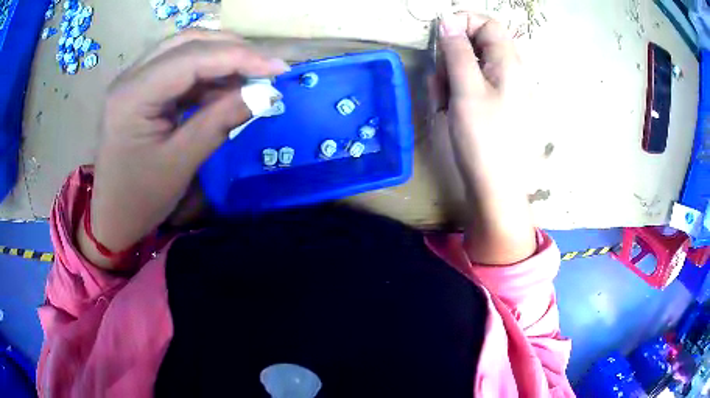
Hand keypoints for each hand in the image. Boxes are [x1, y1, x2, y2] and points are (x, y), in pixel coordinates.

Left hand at [78, 30, 289, 269]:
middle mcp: (131, 76)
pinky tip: (225, 89)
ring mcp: (134, 80)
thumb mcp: (181, 163)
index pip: (191, 58)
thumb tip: (266, 94)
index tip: (278, 67)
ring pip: (184, 50)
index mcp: (133, 95)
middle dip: (231, 49)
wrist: (112, 217)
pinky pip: (179, 69)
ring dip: (220, 59)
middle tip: (266, 67)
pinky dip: (206, 75)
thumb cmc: (140, 199)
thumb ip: (221, 121)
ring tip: (250, 78)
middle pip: (188, 42)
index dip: (238, 56)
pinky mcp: (141, 89)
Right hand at [438, 13, 535, 264]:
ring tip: (446, 104)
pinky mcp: (498, 106)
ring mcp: (506, 91)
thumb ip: (457, 50)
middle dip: (453, 57)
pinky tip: (453, 112)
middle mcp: (512, 73)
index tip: (440, 36)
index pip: (488, 24)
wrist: (496, 188)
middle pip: (478, 45)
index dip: (463, 22)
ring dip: (453, 78)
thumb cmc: (483, 138)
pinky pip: (475, 86)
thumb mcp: (466, 90)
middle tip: (442, 81)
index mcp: (510, 64)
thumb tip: (447, 20)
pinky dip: (460, 93)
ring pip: (473, 67)